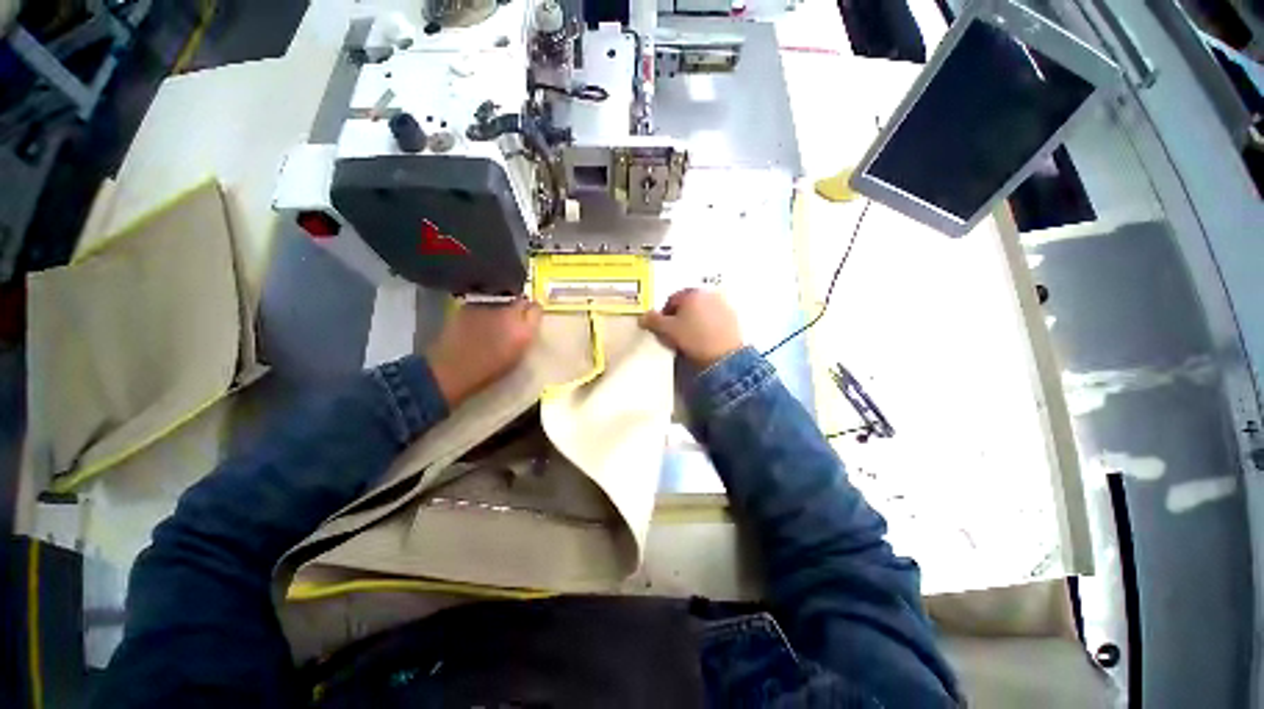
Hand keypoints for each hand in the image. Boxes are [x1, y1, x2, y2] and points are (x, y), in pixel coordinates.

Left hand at [426, 298, 541, 406]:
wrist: (453, 369)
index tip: (529, 317)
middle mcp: (509, 313)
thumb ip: (525, 335)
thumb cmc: (488, 370)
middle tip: (512, 317)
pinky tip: (477, 320)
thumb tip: (527, 324)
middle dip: (518, 306)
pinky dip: (483, 308)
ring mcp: (488, 306)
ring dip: (500, 306)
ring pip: (501, 299)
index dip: (533, 312)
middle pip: (520, 300)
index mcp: (524, 330)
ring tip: (493, 319)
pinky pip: (482, 302)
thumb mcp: (516, 355)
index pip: (536, 309)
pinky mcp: (469, 304)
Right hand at [640, 288, 742, 367]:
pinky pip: (714, 319)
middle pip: (687, 304)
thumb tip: (643, 317)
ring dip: (694, 321)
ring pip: (701, 311)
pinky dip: (707, 326)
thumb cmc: (692, 338)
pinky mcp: (733, 318)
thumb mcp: (667, 330)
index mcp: (692, 293)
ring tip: (690, 339)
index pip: (671, 300)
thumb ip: (652, 321)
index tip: (664, 329)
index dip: (664, 315)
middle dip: (679, 317)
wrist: (724, 356)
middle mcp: (709, 294)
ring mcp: (723, 305)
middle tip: (676, 334)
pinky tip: (704, 340)